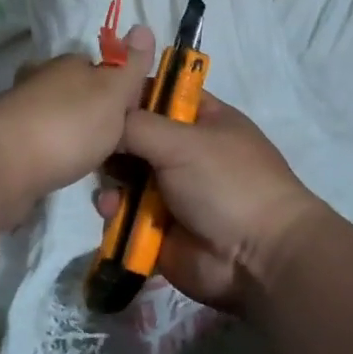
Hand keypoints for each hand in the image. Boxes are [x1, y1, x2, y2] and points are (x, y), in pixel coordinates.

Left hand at [0, 26, 156, 220]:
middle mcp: (40, 80)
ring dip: (67, 131)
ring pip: (53, 115)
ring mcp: (19, 111)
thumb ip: (129, 64)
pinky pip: (37, 142)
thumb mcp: (112, 91)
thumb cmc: (68, 124)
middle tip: (111, 139)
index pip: (98, 66)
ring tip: (88, 156)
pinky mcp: (6, 143)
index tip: (130, 114)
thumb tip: (143, 25)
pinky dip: (49, 152)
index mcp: (68, 64)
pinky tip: (60, 167)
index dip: (116, 87)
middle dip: (89, 109)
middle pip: (73, 90)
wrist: (3, 164)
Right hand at [93, 92, 326, 311]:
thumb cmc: (226, 183)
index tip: (97, 97)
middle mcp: (185, 152)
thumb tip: (103, 123)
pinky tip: (112, 212)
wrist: (257, 259)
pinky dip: (114, 211)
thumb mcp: (182, 141)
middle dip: (113, 142)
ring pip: (124, 175)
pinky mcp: (157, 226)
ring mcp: (171, 191)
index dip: (129, 94)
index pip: (159, 94)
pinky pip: (123, 212)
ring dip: (111, 179)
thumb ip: (135, 125)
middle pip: (134, 136)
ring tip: (110, 188)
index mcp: (202, 120)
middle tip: (95, 147)